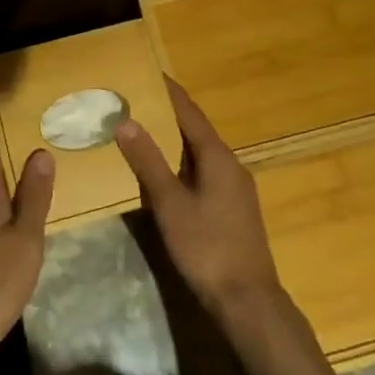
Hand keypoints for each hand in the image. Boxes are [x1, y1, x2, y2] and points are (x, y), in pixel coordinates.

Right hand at [115, 77, 283, 323]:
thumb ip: (148, 162)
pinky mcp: (233, 209)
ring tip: (143, 131)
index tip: (148, 73)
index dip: (169, 92)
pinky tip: (164, 174)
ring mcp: (235, 189)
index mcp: (217, 157)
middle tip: (136, 101)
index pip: (190, 113)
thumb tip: (126, 121)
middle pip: (196, 130)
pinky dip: (182, 163)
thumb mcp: (170, 203)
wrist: (247, 301)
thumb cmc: (207, 247)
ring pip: (200, 153)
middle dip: (168, 115)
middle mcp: (230, 165)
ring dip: (174, 141)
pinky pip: (203, 172)